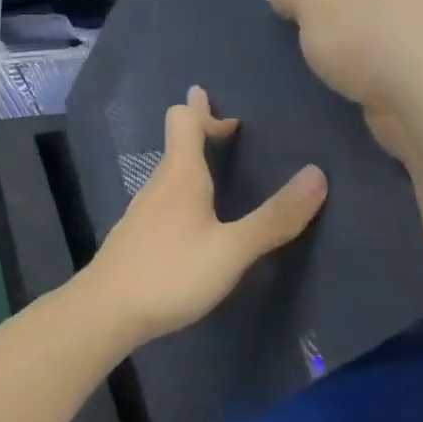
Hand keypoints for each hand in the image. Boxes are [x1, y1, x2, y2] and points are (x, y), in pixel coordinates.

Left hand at [78, 86, 326, 347]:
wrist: (106, 310)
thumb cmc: (170, 272)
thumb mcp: (231, 250)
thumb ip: (273, 218)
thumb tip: (317, 174)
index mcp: (180, 176)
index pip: (184, 121)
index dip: (204, 111)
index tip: (232, 119)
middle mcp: (158, 185)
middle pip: (176, 144)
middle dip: (199, 131)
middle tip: (226, 128)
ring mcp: (142, 212)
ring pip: (169, 174)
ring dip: (191, 163)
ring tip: (215, 171)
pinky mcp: (135, 237)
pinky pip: (163, 200)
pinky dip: (182, 192)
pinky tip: (193, 220)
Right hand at [266, 0, 422, 161]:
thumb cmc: (370, 41)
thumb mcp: (314, 9)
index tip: (290, 10)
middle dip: (329, 11)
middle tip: (300, 37)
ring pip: (374, 22)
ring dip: (349, 40)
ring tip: (321, 64)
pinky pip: (392, 50)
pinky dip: (372, 62)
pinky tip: (350, 82)